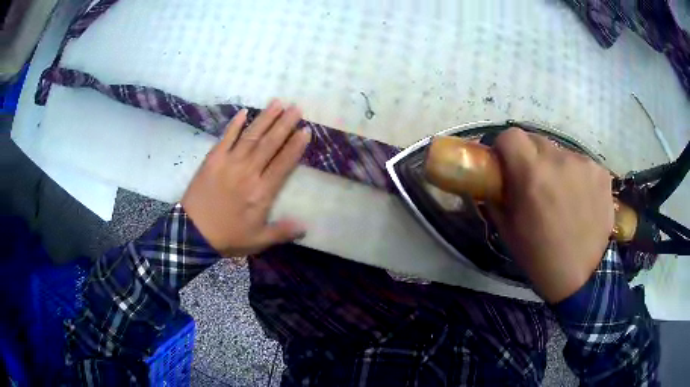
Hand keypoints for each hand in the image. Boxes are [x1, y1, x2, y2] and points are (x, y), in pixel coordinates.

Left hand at [181, 100, 310, 256]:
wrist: (192, 233)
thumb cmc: (227, 237)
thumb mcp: (257, 241)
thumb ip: (281, 232)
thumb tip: (305, 227)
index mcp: (261, 192)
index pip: (283, 164)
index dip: (295, 146)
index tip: (305, 130)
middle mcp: (248, 172)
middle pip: (269, 144)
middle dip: (285, 124)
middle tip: (297, 108)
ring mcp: (229, 163)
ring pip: (251, 136)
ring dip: (265, 118)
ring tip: (278, 103)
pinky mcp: (213, 159)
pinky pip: (226, 138)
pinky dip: (235, 124)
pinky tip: (244, 112)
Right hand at [488, 128, 613, 302]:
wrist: (582, 277)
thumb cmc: (540, 257)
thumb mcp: (508, 230)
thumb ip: (497, 197)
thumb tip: (491, 179)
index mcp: (531, 175)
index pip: (511, 135)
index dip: (505, 148)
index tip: (507, 164)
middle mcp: (558, 160)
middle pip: (537, 140)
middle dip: (531, 157)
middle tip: (535, 184)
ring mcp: (584, 164)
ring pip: (561, 153)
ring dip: (556, 168)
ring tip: (563, 196)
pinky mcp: (602, 172)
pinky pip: (582, 164)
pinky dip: (577, 176)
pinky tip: (581, 200)